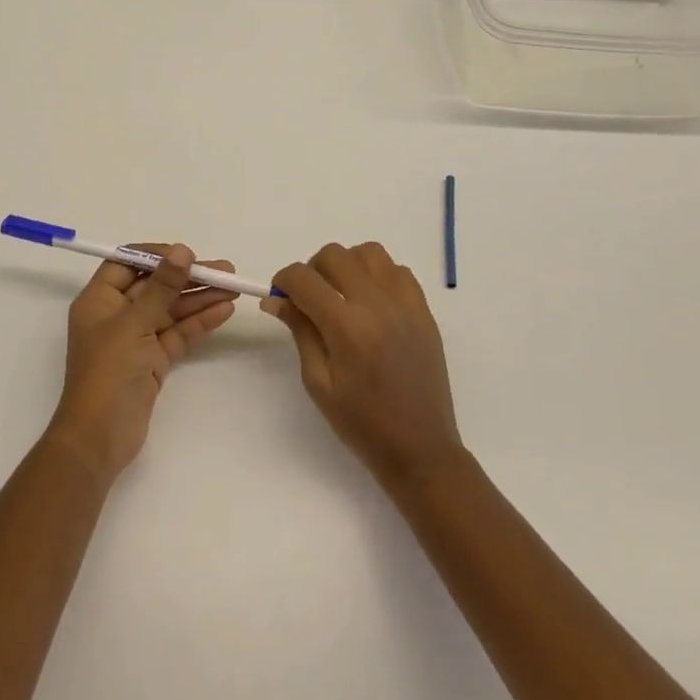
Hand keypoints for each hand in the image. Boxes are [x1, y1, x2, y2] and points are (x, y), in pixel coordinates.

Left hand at [46, 245, 237, 485]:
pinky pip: (177, 333)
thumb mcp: (134, 323)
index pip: (127, 263)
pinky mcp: (152, 360)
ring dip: (200, 298)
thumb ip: (161, 287)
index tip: (188, 253)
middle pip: (155, 286)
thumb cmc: (108, 372)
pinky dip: (199, 322)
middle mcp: (116, 315)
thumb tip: (182, 251)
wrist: (100, 438)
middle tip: (225, 270)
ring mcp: (135, 339)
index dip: (157, 255)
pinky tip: (224, 310)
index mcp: (99, 300)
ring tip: (233, 288)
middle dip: (188, 277)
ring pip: (170, 310)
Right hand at [266, 242, 462, 489]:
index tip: (280, 296)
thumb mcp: (318, 382)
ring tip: (342, 295)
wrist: (420, 447)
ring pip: (368, 252)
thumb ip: (300, 331)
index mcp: (346, 327)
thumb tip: (276, 299)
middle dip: (312, 270)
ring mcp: (405, 303)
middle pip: (334, 255)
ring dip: (347, 265)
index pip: (304, 278)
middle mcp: (377, 304)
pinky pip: (397, 270)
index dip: (284, 281)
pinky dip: (378, 275)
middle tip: (309, 299)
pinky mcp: (424, 310)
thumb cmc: (361, 423)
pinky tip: (371, 303)